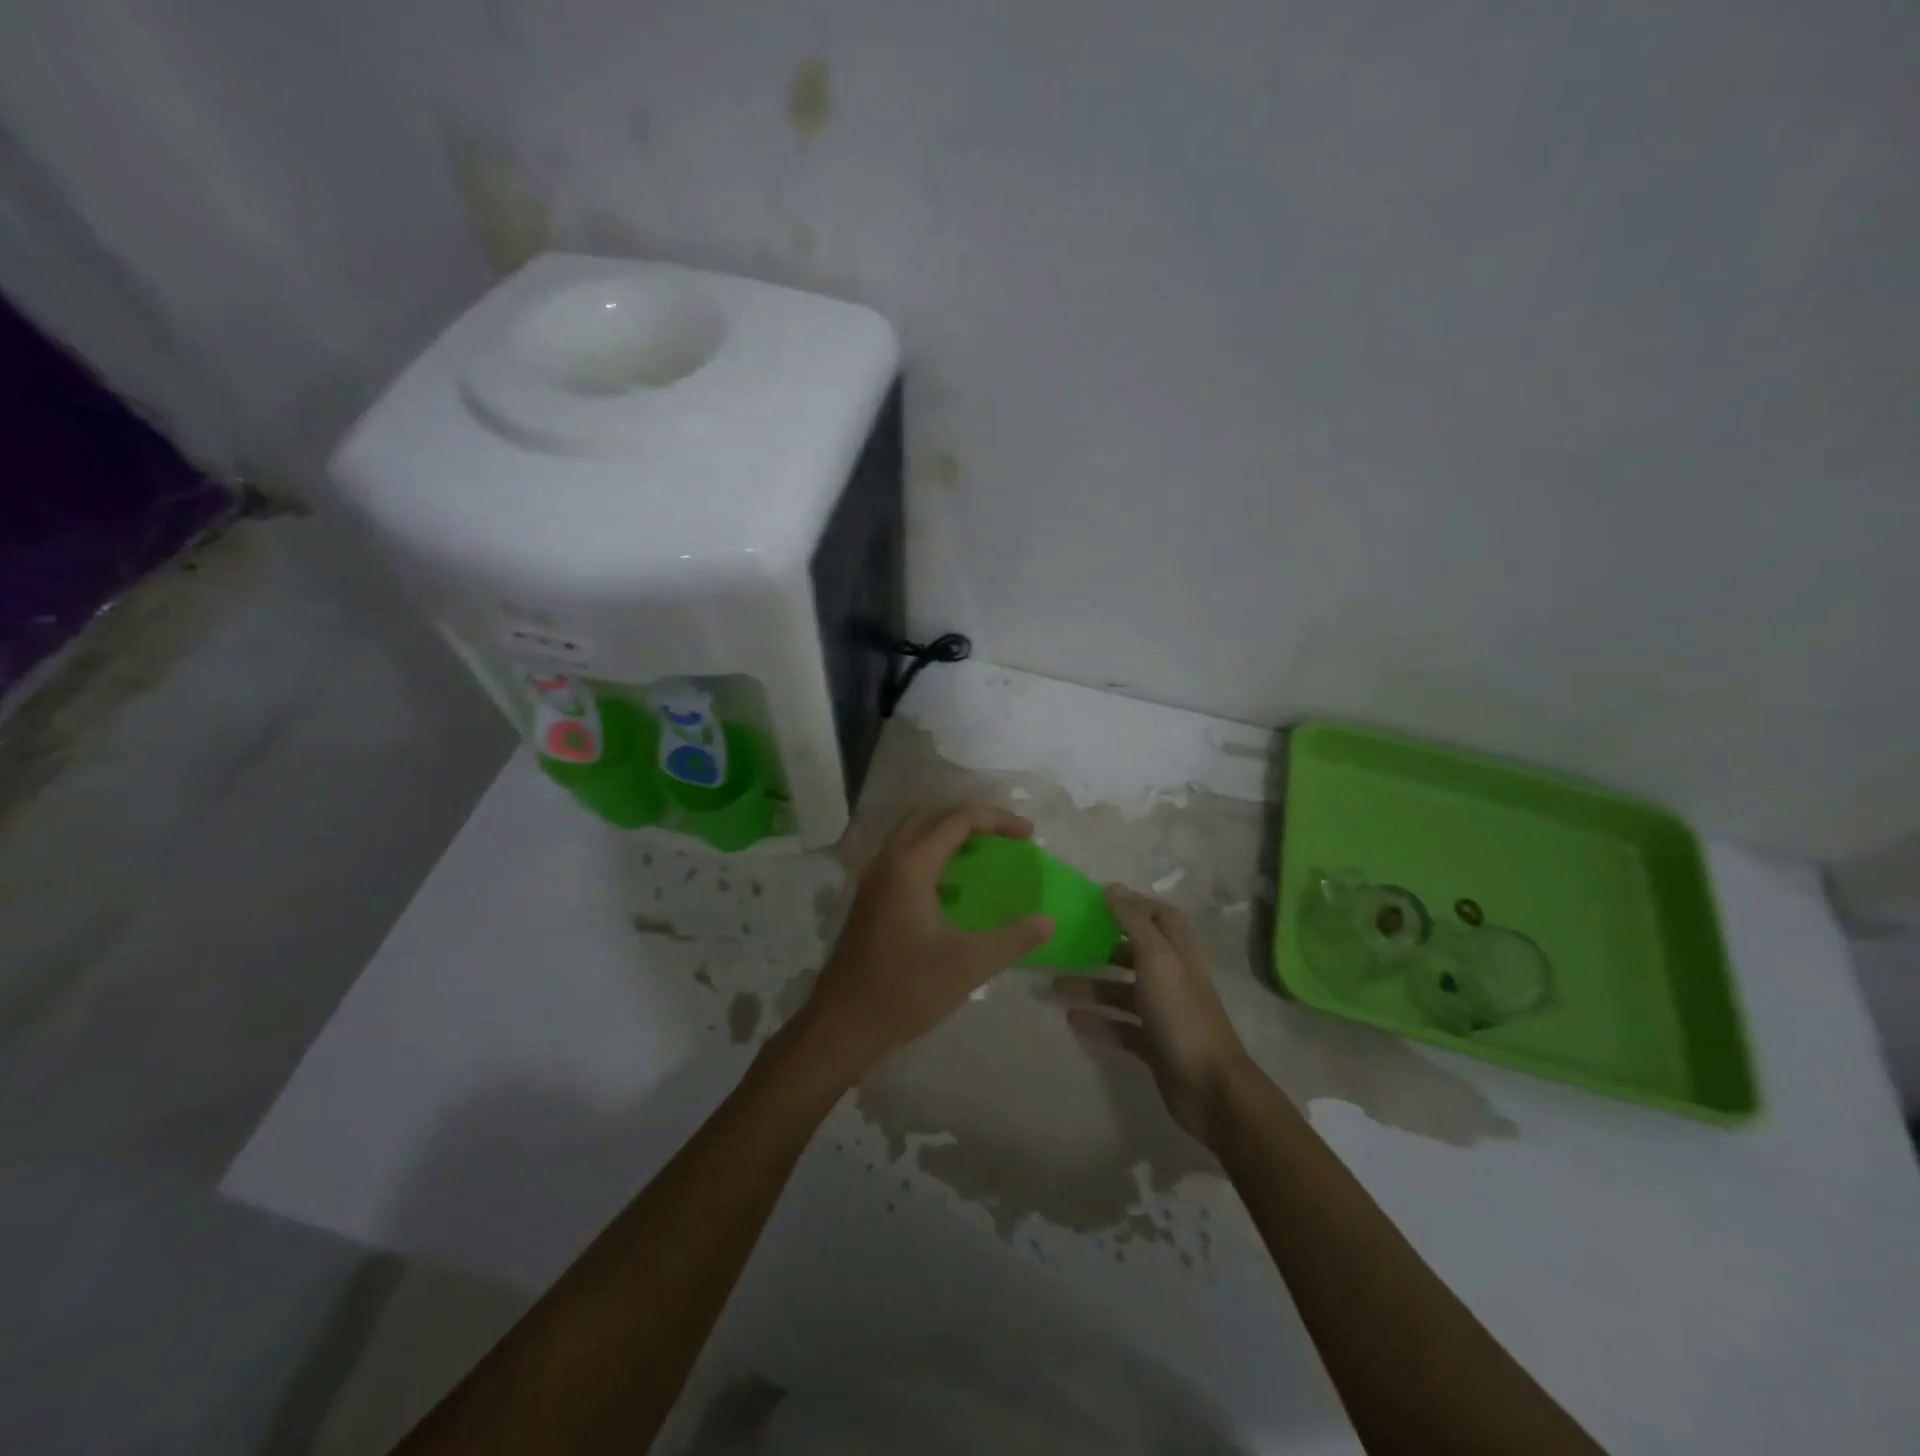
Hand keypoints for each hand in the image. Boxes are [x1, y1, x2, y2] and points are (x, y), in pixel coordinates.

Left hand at [794, 804, 1052, 1078]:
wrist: (843, 1023)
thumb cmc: (906, 989)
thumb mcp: (969, 965)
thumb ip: (1013, 938)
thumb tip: (1047, 921)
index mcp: (911, 866)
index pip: (959, 819)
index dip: (998, 820)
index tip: (1029, 835)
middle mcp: (888, 860)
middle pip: (932, 815)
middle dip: (972, 816)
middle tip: (1005, 834)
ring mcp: (874, 877)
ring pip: (913, 832)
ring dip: (948, 832)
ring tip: (982, 850)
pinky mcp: (870, 896)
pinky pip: (903, 855)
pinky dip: (932, 853)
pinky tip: (952, 887)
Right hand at [1058, 885, 1256, 1147]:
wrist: (1210, 1088)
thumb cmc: (1182, 1014)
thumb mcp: (1156, 959)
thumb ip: (1133, 922)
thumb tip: (1113, 887)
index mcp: (1178, 952)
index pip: (1160, 916)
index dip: (1134, 905)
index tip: (1098, 902)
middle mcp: (1172, 977)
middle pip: (1137, 953)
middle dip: (1104, 946)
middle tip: (1069, 941)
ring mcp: (1164, 1013)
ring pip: (1123, 991)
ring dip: (1092, 986)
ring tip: (1055, 984)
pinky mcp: (1154, 1044)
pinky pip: (1121, 1026)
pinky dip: (1098, 1021)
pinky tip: (1071, 1018)